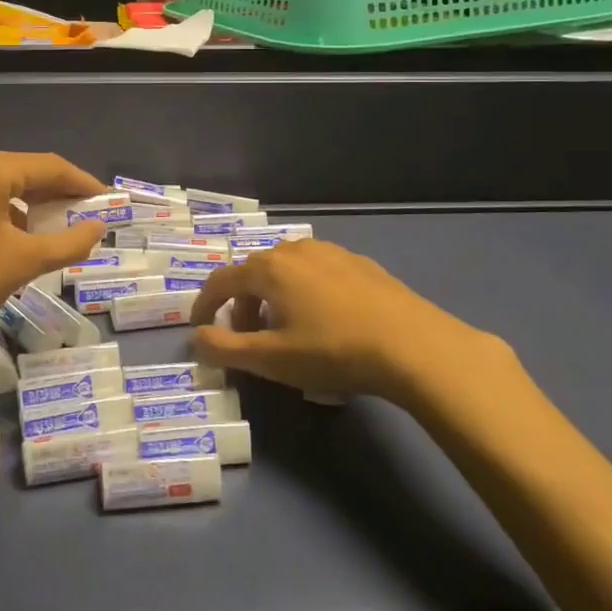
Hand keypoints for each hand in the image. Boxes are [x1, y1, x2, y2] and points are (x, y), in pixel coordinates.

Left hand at [0, 149, 107, 360]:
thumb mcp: (25, 261)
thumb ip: (70, 241)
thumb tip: (98, 228)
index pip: (50, 166)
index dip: (83, 184)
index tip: (108, 202)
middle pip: (24, 172)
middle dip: (56, 195)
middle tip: (86, 218)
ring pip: (0, 184)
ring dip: (30, 205)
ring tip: (56, 230)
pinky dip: (3, 211)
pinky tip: (17, 236)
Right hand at [190, 240, 517, 405]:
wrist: (414, 345)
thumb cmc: (333, 351)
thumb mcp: (271, 360)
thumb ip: (225, 349)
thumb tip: (197, 339)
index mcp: (268, 269)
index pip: (221, 281)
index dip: (204, 305)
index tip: (199, 329)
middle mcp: (294, 250)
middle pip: (253, 274)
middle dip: (242, 306)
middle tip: (248, 339)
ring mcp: (331, 253)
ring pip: (286, 272)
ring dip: (274, 298)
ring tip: (287, 332)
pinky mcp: (360, 264)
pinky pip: (317, 274)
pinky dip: (305, 293)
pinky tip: (326, 322)